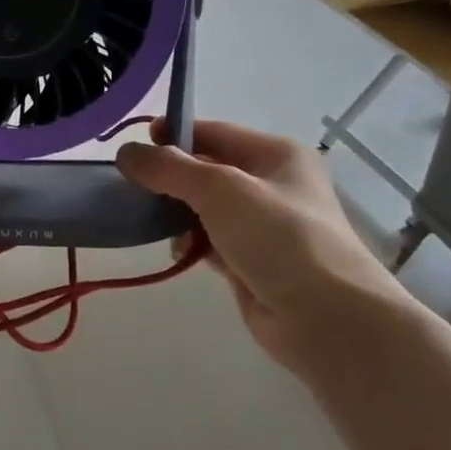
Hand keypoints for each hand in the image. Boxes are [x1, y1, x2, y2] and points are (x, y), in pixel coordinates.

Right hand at [117, 120, 411, 371]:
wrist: (326, 317)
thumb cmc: (279, 237)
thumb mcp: (220, 190)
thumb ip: (169, 168)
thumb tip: (125, 153)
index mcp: (276, 154)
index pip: (214, 132)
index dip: (174, 134)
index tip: (133, 147)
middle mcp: (272, 184)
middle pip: (207, 170)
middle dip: (170, 177)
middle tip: (131, 187)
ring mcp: (264, 226)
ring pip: (205, 207)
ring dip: (177, 213)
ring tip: (148, 221)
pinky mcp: (252, 261)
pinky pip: (211, 241)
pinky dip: (191, 243)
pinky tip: (175, 251)